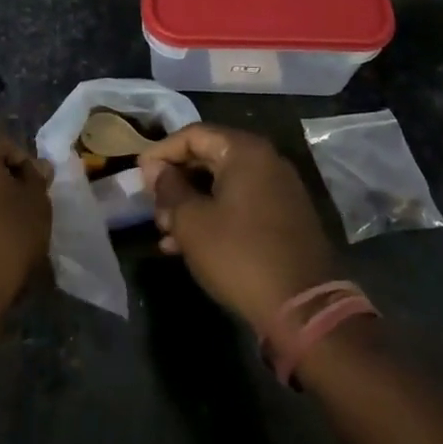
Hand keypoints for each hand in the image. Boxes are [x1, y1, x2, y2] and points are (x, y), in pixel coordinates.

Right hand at [139, 124, 337, 334]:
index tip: (139, 175)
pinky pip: (241, 204)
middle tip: (153, 208)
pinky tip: (190, 246)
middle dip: (176, 182)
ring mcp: (279, 190)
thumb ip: (169, 189)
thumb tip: (155, 169)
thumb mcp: (192, 222)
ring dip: (191, 204)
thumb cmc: (239, 255)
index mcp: (245, 151)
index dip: (161, 152)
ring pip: (223, 185)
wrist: (303, 308)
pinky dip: (214, 216)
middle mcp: (266, 161)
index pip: (193, 135)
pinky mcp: (285, 218)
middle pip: (209, 157)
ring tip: (166, 233)